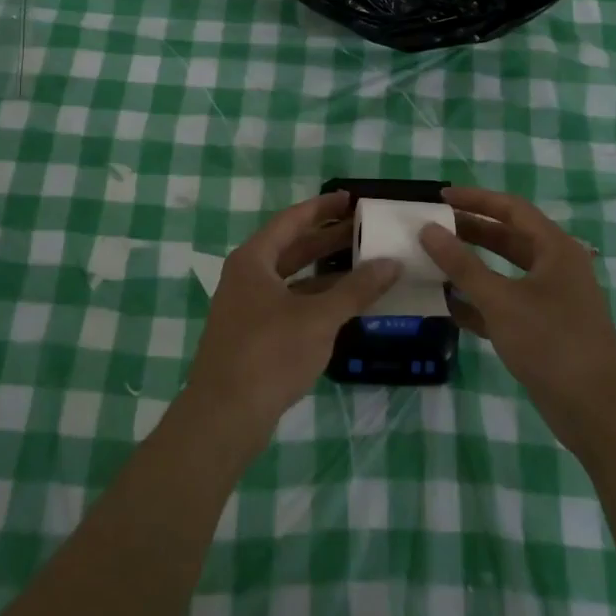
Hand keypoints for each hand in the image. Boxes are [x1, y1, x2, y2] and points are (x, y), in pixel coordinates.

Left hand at [181, 191, 397, 458]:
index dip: (322, 207)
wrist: (224, 416)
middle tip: (364, 230)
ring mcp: (247, 307)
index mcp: (254, 260)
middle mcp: (246, 276)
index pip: (292, 220)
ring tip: (363, 265)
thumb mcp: (318, 318)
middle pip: (292, 247)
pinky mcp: (253, 336)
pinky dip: (316, 299)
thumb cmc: (269, 354)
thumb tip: (391, 263)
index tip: (351, 199)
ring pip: (292, 278)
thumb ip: (356, 289)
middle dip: (327, 238)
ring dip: (325, 272)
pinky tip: (343, 305)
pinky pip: (290, 303)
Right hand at [419, 186, 615, 458]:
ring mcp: (551, 300)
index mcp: (555, 249)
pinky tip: (449, 306)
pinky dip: (480, 301)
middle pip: (508, 238)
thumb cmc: (552, 344)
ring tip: (434, 262)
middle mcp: (556, 267)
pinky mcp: (544, 329)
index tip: (440, 197)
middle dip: (470, 232)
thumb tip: (428, 229)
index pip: (511, 208)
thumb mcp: (501, 300)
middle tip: (432, 228)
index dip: (475, 199)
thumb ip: (462, 264)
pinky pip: (506, 303)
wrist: (598, 413)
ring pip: (505, 272)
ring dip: (472, 267)